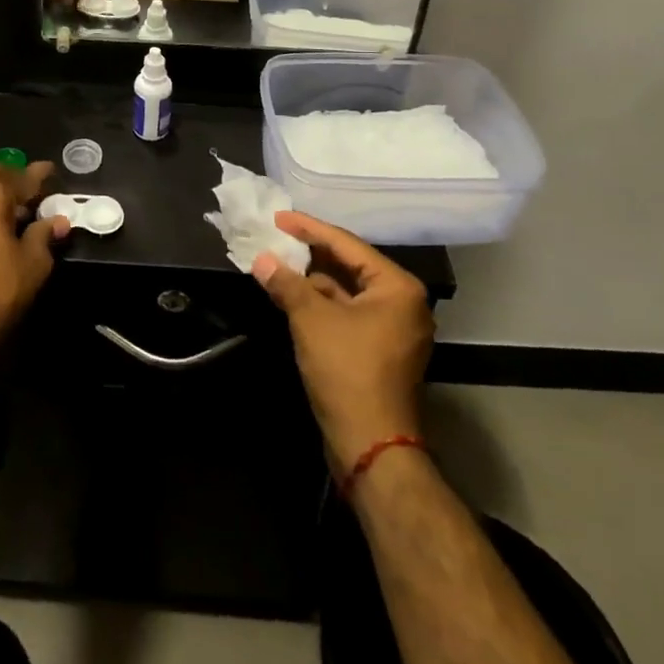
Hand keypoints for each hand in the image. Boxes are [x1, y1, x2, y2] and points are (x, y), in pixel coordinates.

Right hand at [254, 212, 432, 468]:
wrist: (370, 446)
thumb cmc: (347, 371)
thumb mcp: (311, 319)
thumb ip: (287, 283)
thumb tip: (261, 259)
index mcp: (397, 287)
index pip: (346, 244)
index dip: (309, 229)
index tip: (279, 217)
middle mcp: (402, 302)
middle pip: (349, 265)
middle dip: (311, 253)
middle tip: (277, 237)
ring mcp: (393, 329)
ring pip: (347, 291)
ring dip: (313, 280)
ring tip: (278, 264)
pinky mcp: (380, 351)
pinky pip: (348, 313)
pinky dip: (321, 303)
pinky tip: (292, 296)